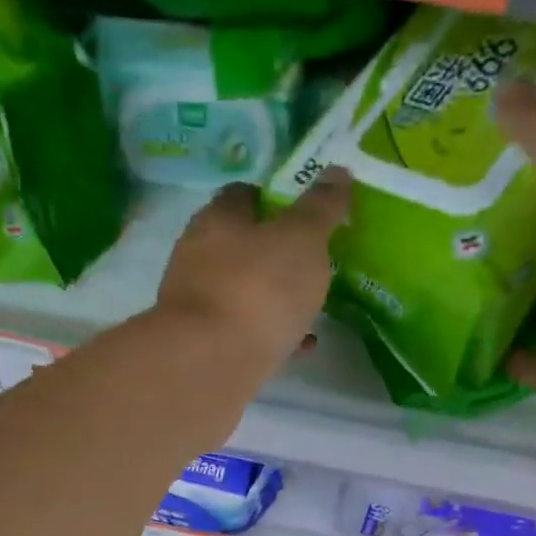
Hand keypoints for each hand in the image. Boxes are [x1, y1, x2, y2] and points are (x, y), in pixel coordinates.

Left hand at [155, 171, 350, 368]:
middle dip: (273, 252)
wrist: (210, 363)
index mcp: (217, 219)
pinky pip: (244, 331)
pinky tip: (299, 345)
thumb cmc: (258, 288)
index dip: (272, 199)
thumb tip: (338, 171)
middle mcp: (198, 255)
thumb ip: (321, 208)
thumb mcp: (302, 239)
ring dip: (272, 296)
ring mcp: (197, 303)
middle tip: (310, 262)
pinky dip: (271, 334)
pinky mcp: (203, 344)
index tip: (302, 212)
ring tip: (310, 306)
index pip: (242, 194)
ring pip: (241, 291)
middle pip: (240, 245)